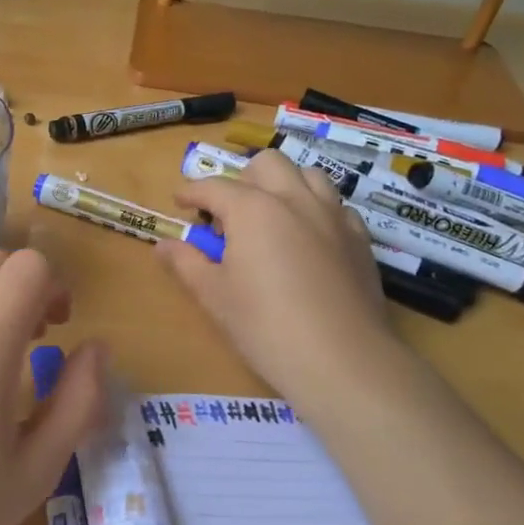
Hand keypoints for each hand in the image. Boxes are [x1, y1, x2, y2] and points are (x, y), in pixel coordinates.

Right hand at [156, 149, 394, 399]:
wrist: (342, 360)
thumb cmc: (265, 326)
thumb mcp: (214, 296)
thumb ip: (186, 263)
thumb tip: (163, 244)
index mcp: (253, 209)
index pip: (214, 187)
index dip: (191, 192)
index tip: (179, 202)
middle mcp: (295, 199)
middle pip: (266, 164)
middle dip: (242, 179)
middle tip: (229, 213)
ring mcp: (333, 216)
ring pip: (307, 175)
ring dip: (283, 185)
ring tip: (270, 218)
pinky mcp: (360, 238)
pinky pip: (335, 205)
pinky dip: (314, 209)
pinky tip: (307, 240)